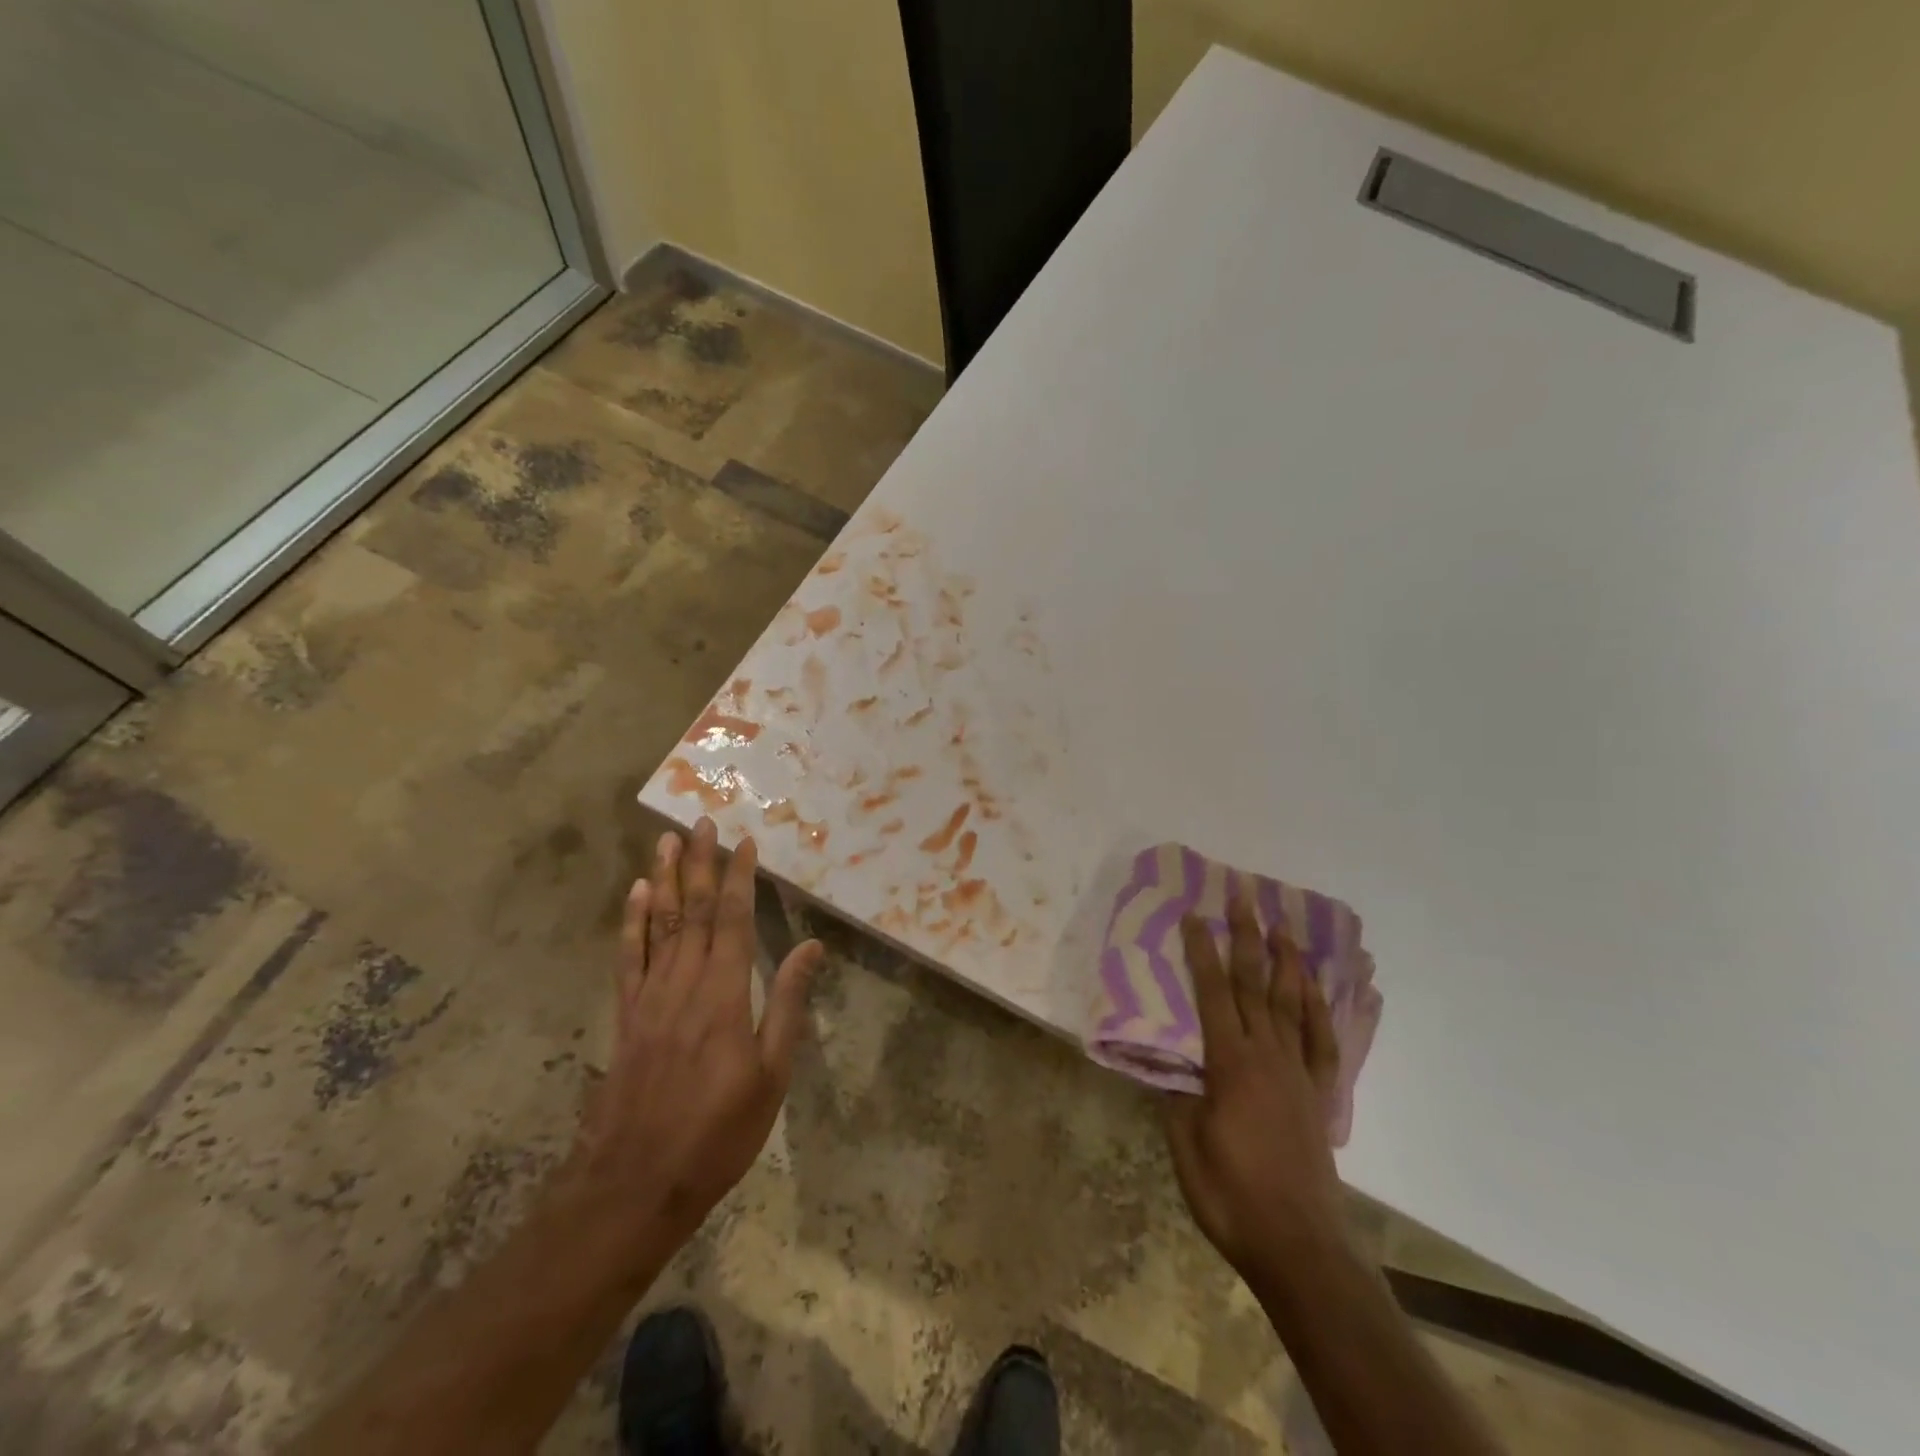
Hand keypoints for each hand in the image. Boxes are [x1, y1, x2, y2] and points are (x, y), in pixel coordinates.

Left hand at [571, 817, 821, 1259]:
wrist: (634, 1184)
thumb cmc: (718, 1132)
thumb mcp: (771, 1075)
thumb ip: (788, 1005)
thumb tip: (810, 947)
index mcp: (724, 994)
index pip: (734, 920)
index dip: (740, 878)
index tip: (745, 842)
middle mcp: (684, 983)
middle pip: (694, 910)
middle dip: (700, 863)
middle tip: (702, 821)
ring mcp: (649, 998)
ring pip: (659, 924)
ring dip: (665, 879)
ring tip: (668, 840)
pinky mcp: (626, 1017)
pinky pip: (629, 958)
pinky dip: (632, 922)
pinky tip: (637, 895)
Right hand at [1165, 880, 1344, 1287]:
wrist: (1300, 1246)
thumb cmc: (1231, 1195)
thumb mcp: (1185, 1145)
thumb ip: (1176, 1095)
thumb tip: (1168, 1060)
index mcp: (1231, 1063)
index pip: (1212, 993)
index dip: (1201, 951)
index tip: (1194, 914)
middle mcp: (1267, 1056)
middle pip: (1255, 985)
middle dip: (1247, 937)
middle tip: (1244, 897)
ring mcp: (1298, 1074)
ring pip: (1293, 1004)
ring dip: (1287, 962)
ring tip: (1283, 927)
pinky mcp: (1319, 1096)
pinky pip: (1323, 1042)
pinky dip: (1323, 1010)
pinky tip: (1318, 990)